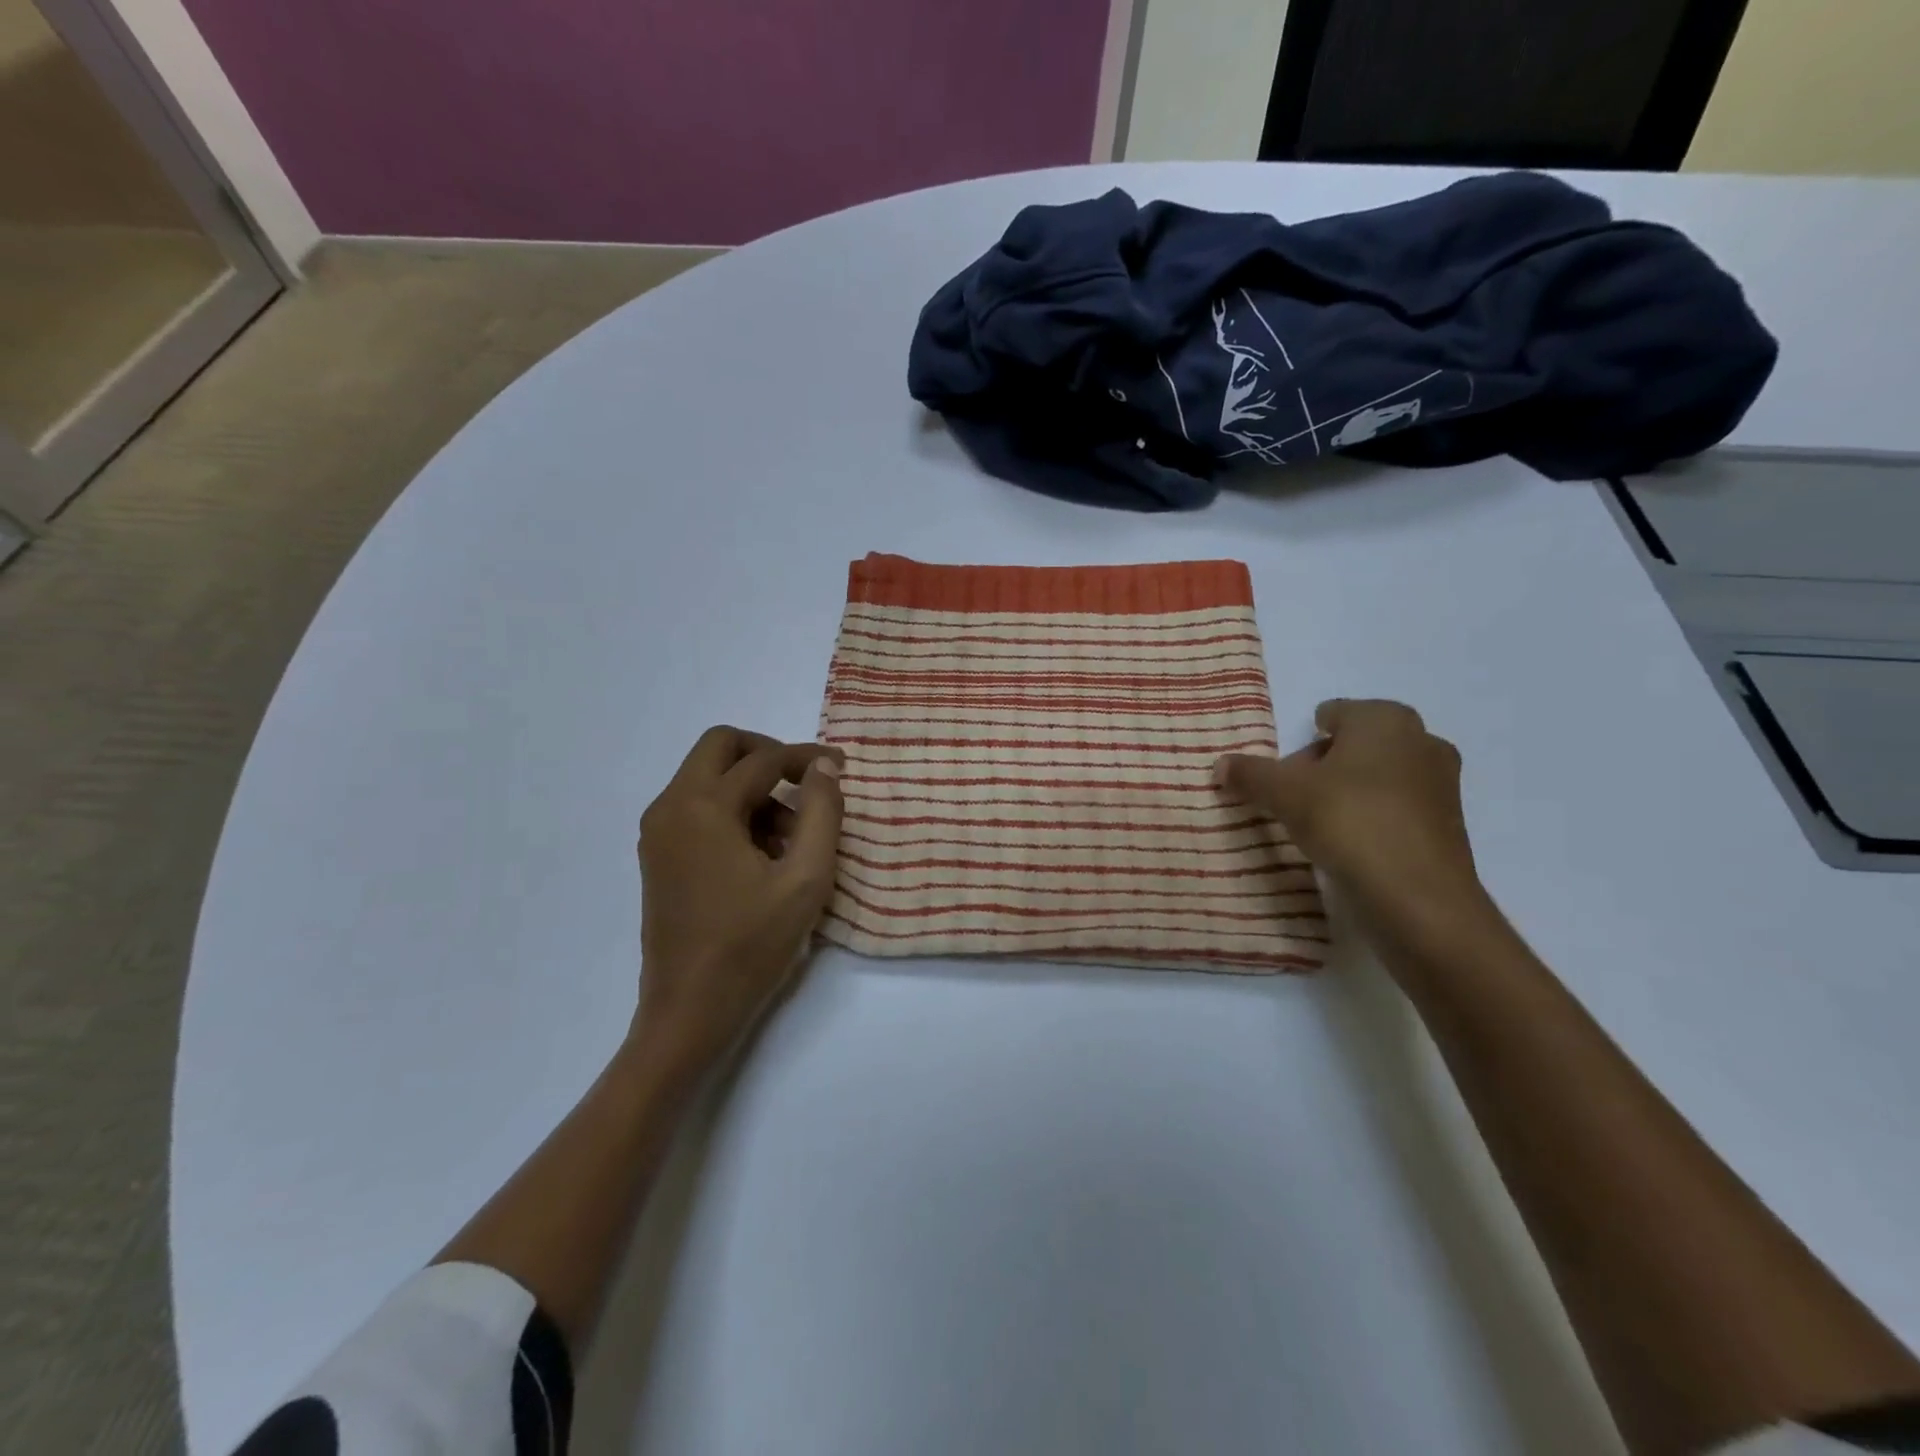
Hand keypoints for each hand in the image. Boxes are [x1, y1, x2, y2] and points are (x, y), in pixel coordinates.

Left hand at [631, 726, 843, 1084]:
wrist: (689, 1010)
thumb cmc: (751, 945)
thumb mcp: (806, 878)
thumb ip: (822, 813)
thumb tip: (824, 767)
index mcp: (703, 807)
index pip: (762, 760)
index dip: (806, 758)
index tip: (840, 768)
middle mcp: (671, 807)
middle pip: (720, 747)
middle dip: (768, 755)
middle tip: (806, 784)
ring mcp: (658, 832)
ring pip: (708, 777)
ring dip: (752, 788)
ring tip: (793, 838)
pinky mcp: (658, 855)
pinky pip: (698, 807)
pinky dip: (733, 811)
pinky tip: (764, 855)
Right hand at [1213, 699, 1487, 940]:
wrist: (1418, 897)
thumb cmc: (1350, 821)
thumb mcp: (1284, 793)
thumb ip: (1250, 774)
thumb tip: (1221, 764)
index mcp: (1384, 719)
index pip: (1333, 713)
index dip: (1301, 739)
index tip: (1283, 772)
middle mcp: (1420, 740)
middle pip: (1354, 745)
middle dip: (1322, 766)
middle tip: (1292, 797)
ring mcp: (1440, 784)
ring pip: (1377, 776)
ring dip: (1346, 793)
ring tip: (1315, 824)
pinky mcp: (1446, 824)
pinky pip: (1395, 808)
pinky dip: (1370, 818)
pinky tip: (1347, 845)